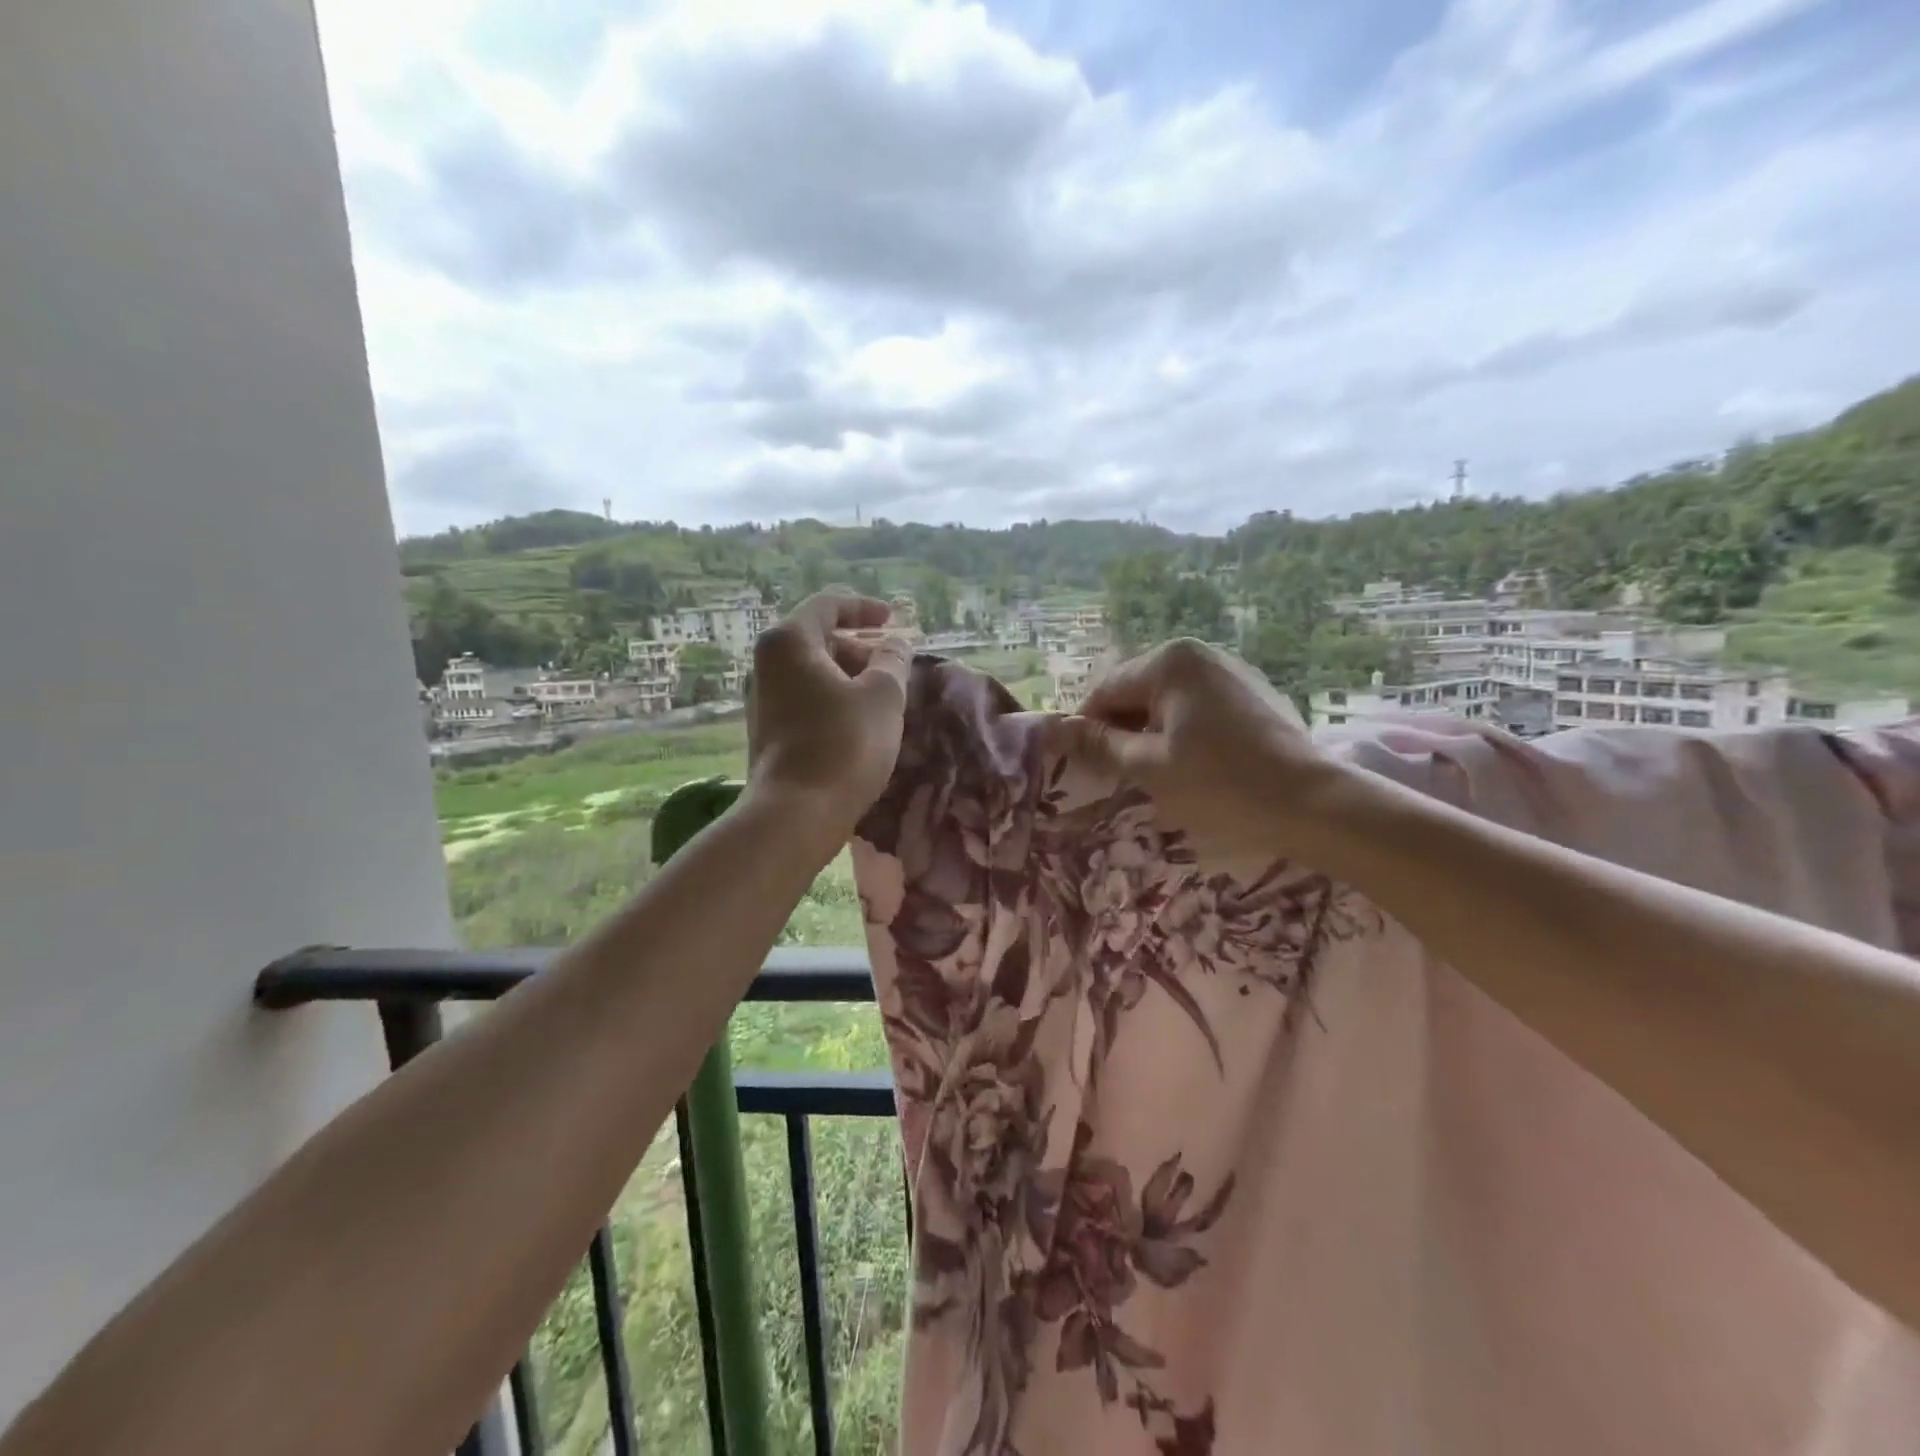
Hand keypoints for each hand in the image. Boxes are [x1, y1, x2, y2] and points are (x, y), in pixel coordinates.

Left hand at [746, 591, 911, 838]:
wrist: (796, 814)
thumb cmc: (844, 745)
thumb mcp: (883, 696)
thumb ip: (893, 660)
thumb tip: (895, 644)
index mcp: (789, 641)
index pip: (828, 605)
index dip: (865, 607)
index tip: (893, 619)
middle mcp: (767, 663)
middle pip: (819, 638)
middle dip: (860, 647)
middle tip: (894, 664)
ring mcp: (763, 699)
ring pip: (813, 671)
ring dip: (850, 676)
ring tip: (884, 695)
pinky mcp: (768, 730)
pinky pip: (806, 698)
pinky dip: (834, 698)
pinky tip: (860, 721)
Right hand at [1059, 638, 1337, 849]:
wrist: (1311, 803)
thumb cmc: (1219, 784)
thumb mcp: (1147, 767)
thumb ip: (1098, 743)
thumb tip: (1055, 728)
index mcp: (1169, 661)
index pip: (1105, 691)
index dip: (1089, 730)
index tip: (1086, 767)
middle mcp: (1199, 652)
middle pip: (1137, 691)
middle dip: (1123, 730)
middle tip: (1123, 775)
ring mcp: (1231, 669)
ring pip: (1168, 700)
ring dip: (1154, 732)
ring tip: (1161, 773)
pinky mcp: (1253, 691)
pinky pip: (1199, 706)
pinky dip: (1185, 731)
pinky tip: (1197, 765)